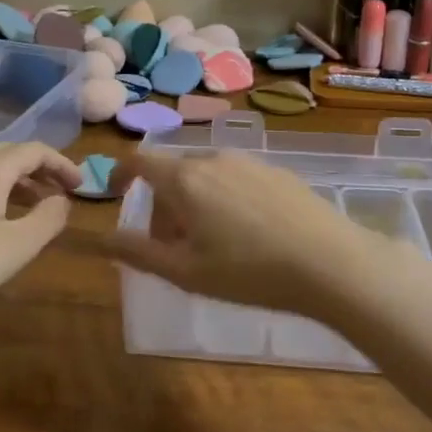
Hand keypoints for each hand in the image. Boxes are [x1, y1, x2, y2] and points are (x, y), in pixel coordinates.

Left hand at [0, 143, 82, 318]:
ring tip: (35, 210)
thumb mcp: (18, 245)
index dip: (63, 164)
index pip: (35, 150)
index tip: (81, 186)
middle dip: (41, 171)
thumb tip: (62, 200)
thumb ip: (49, 218)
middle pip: (11, 155)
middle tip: (62, 195)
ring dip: (18, 184)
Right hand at [107, 150, 391, 318]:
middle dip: (161, 203)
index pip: (140, 160)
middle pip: (173, 172)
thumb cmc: (249, 272)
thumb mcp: (185, 272)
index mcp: (184, 180)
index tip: (116, 193)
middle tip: (171, 245)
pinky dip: (224, 198)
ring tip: (210, 244)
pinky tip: (248, 234)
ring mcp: (249, 161)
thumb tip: (100, 238)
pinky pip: (235, 178)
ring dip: (193, 202)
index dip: (121, 173)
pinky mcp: (278, 171)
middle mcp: (214, 159)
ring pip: (205, 175)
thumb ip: (138, 252)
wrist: (330, 262)